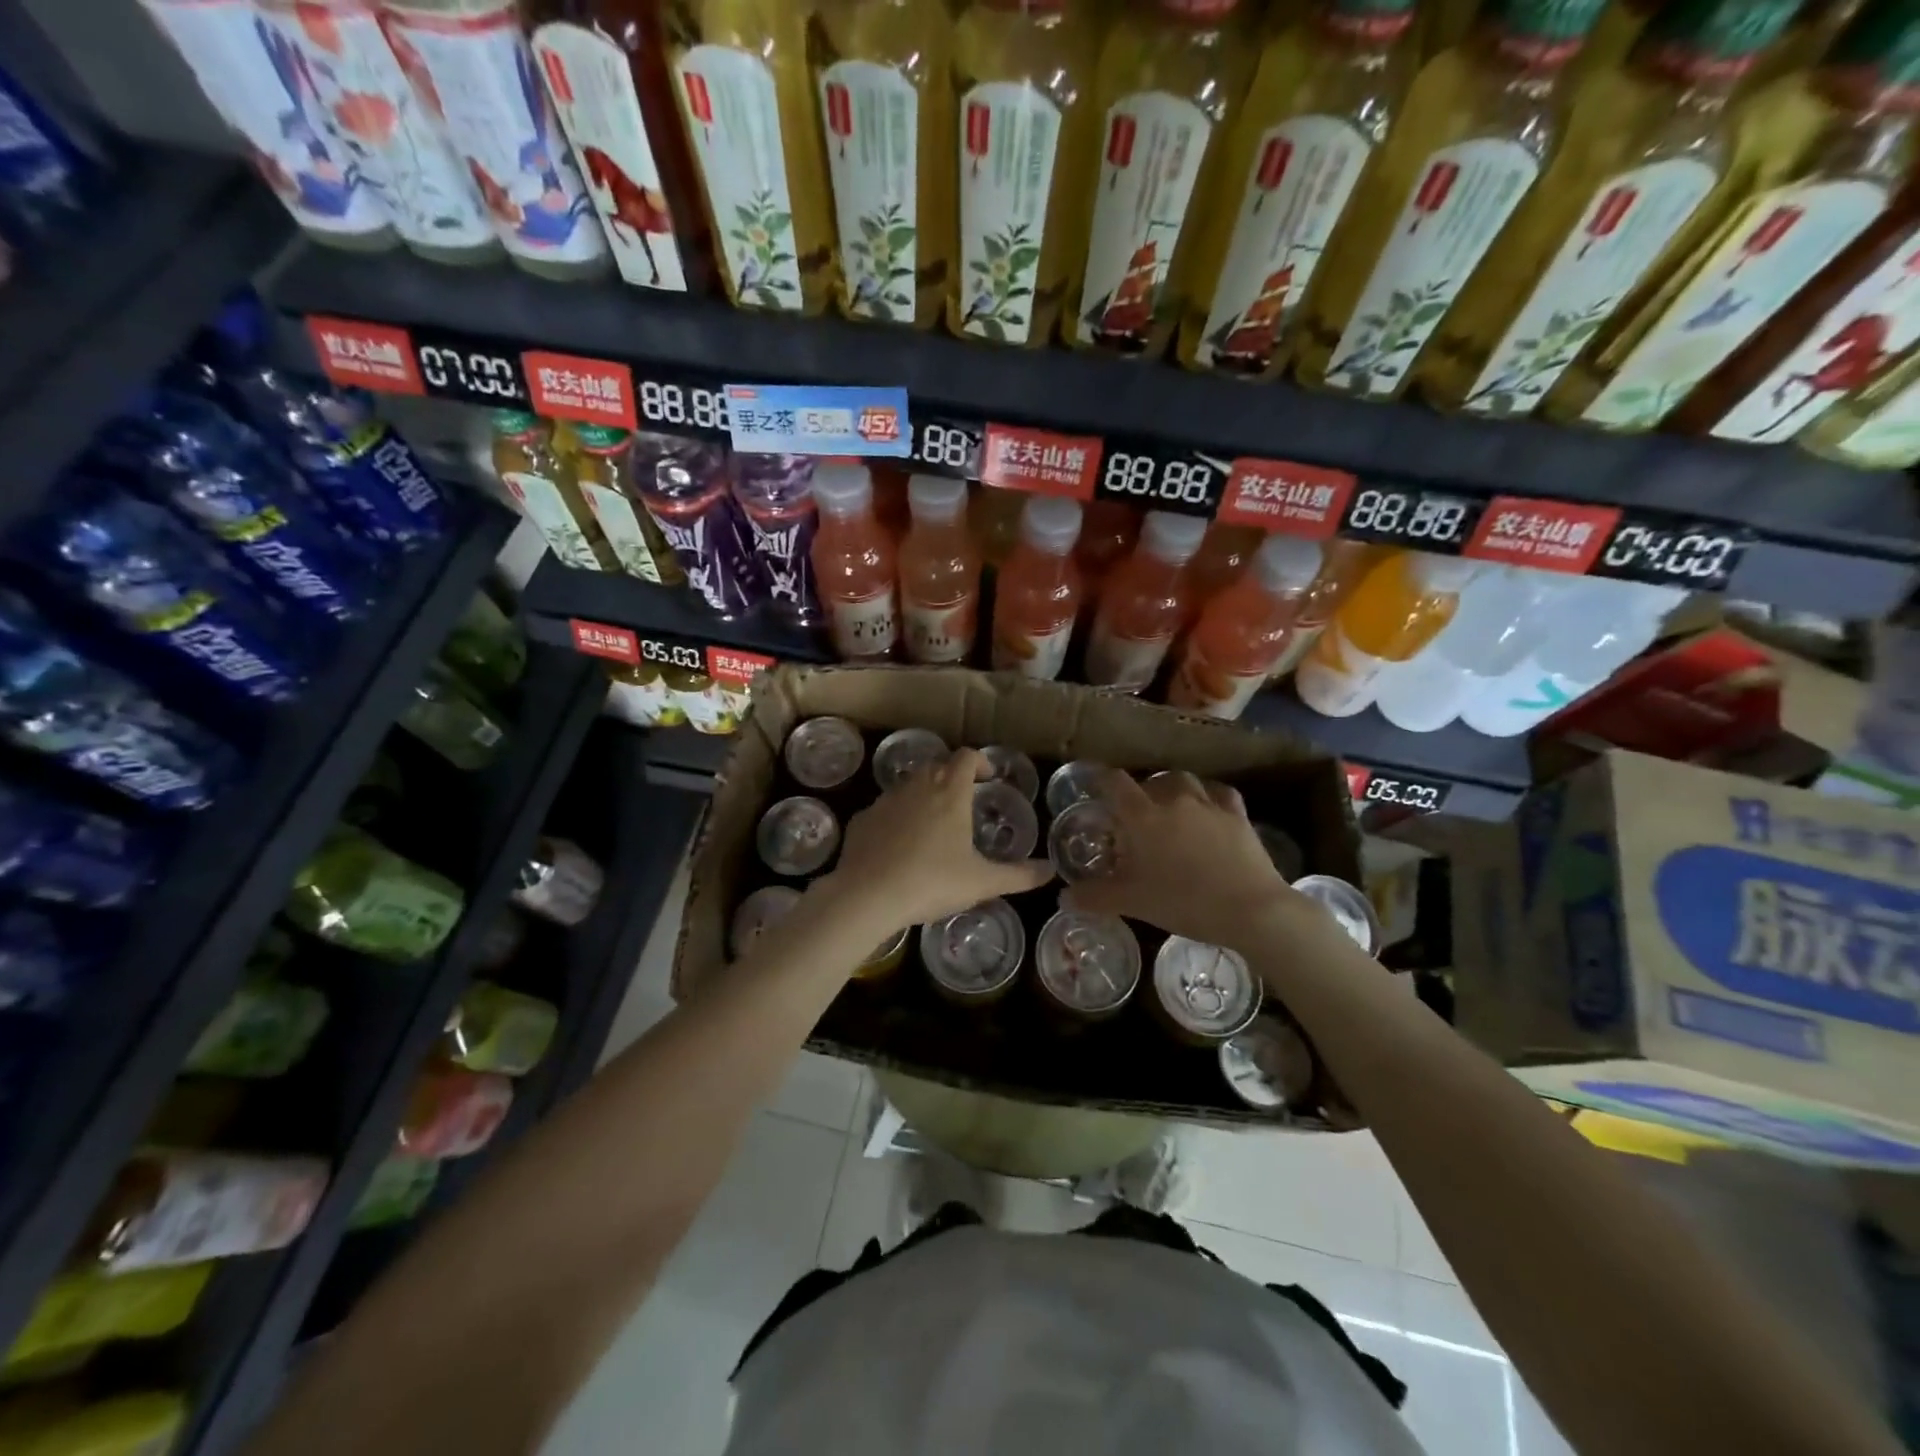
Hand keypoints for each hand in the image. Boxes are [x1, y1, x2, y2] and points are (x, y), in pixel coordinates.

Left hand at [821, 748, 1053, 931]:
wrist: (868, 895)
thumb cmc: (932, 882)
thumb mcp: (983, 882)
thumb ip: (1020, 876)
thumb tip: (1051, 870)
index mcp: (950, 793)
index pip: (967, 757)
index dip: (980, 761)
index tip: (989, 776)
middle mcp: (917, 786)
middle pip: (937, 766)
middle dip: (952, 776)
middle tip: (964, 801)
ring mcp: (886, 800)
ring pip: (909, 785)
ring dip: (923, 795)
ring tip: (933, 824)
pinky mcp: (863, 819)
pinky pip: (885, 810)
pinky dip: (896, 818)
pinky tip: (899, 845)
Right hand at [1061, 770, 1301, 948]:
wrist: (1250, 909)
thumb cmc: (1183, 902)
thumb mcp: (1132, 903)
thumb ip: (1095, 896)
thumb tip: (1064, 897)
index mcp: (1142, 816)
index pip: (1115, 783)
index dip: (1101, 780)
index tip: (1094, 785)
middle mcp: (1174, 800)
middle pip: (1151, 780)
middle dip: (1140, 791)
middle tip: (1135, 813)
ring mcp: (1209, 805)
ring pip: (1185, 781)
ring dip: (1173, 789)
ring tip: (1170, 807)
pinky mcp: (1238, 815)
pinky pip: (1219, 794)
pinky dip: (1209, 797)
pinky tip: (1208, 809)